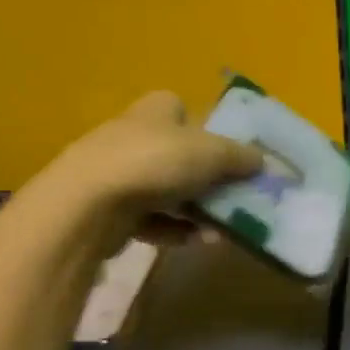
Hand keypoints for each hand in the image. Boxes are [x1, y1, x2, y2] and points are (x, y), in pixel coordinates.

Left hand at [43, 90, 262, 218]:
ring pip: (167, 190)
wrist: (87, 206)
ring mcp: (117, 173)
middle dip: (206, 179)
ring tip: (219, 232)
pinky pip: (151, 219)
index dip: (202, 126)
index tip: (224, 151)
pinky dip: (173, 229)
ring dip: (195, 211)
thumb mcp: (211, 154)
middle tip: (233, 199)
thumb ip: (241, 158)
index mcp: (155, 111)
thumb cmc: (153, 163)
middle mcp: (133, 136)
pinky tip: (193, 242)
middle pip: (178, 154)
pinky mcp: (108, 209)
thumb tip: (263, 162)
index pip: (178, 107)